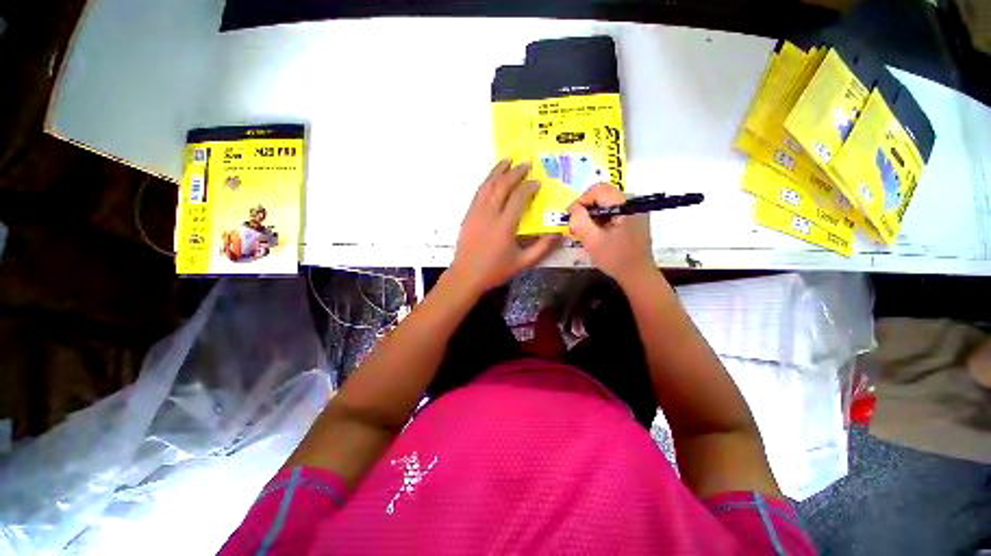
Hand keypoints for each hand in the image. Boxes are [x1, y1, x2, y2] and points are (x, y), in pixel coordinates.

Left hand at [450, 161, 559, 294]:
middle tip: (525, 163)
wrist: (466, 276)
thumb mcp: (523, 263)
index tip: (537, 182)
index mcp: (504, 226)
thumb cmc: (495, 271)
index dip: (529, 187)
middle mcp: (489, 214)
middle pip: (502, 186)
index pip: (518, 198)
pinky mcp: (468, 215)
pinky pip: (478, 193)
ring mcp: (476, 213)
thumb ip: (542, 248)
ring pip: (487, 186)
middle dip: (514, 173)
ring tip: (507, 161)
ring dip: (497, 172)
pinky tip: (491, 179)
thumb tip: (558, 233)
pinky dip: (486, 182)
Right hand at [568, 183, 653, 283]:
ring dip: (592, 216)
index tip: (572, 218)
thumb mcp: (593, 241)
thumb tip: (573, 209)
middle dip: (586, 209)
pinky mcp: (633, 218)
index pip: (598, 189)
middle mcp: (632, 202)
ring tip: (587, 233)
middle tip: (577, 228)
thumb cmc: (616, 259)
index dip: (581, 201)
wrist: (638, 275)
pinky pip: (611, 211)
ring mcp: (634, 210)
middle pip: (601, 195)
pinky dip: (600, 220)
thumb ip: (580, 221)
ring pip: (605, 203)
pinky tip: (597, 234)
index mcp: (625, 205)